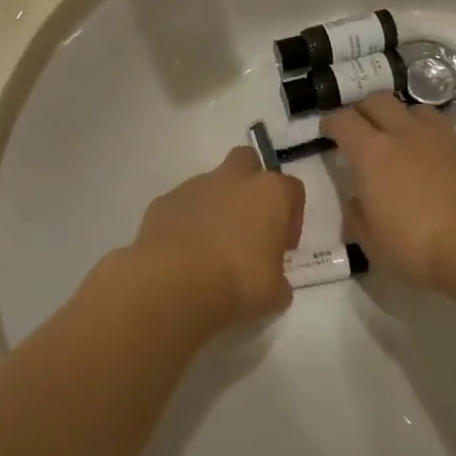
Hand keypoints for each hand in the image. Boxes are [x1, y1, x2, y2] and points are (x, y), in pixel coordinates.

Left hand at [89, 147, 303, 339]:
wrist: (174, 283)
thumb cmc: (238, 283)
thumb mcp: (274, 293)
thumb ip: (278, 280)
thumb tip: (274, 283)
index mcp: (270, 193)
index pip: (292, 190)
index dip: (291, 217)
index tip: (283, 247)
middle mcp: (233, 179)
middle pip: (248, 162)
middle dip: (250, 185)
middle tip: (248, 226)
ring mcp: (194, 186)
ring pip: (211, 185)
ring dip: (215, 207)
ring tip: (210, 250)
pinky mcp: (163, 201)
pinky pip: (181, 206)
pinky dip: (185, 223)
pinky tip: (183, 255)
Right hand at [320, 94, 455, 289]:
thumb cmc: (420, 249)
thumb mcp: (374, 246)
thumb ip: (358, 218)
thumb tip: (357, 202)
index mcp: (373, 154)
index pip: (343, 121)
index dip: (332, 123)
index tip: (328, 132)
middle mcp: (407, 134)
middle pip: (378, 101)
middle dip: (365, 110)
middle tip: (362, 131)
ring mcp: (445, 137)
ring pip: (417, 111)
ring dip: (404, 121)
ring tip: (405, 144)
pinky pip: (451, 135)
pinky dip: (439, 145)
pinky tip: (445, 169)